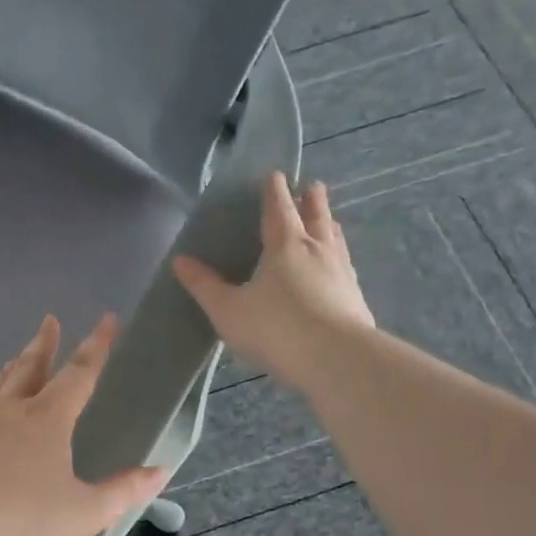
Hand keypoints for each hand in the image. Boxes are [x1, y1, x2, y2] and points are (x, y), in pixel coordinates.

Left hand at [0, 315, 167, 535]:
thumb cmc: (25, 516)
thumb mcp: (86, 511)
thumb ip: (124, 491)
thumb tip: (160, 472)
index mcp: (48, 419)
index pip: (79, 373)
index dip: (97, 346)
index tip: (107, 320)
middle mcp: (13, 412)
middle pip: (31, 367)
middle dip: (45, 343)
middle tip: (50, 320)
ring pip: (1, 384)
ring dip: (14, 366)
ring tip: (16, 357)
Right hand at [173, 171, 375, 393]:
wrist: (336, 360)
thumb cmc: (276, 328)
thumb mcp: (228, 310)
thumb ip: (205, 285)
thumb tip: (180, 261)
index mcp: (285, 245)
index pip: (279, 208)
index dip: (274, 190)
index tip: (275, 175)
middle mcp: (317, 250)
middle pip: (316, 216)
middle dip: (311, 200)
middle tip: (313, 186)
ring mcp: (341, 272)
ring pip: (335, 239)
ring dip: (329, 225)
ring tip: (329, 220)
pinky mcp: (356, 297)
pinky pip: (345, 265)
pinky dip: (339, 257)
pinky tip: (339, 267)